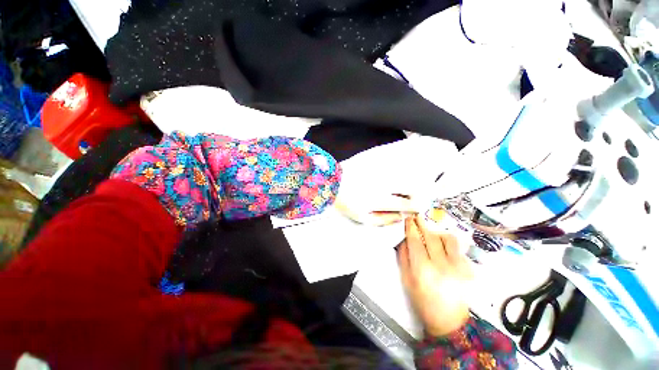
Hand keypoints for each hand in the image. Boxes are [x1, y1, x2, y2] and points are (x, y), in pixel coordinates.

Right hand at [398, 216, 472, 336]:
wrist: (449, 321)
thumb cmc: (422, 301)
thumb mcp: (407, 279)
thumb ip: (404, 256)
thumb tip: (404, 238)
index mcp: (423, 269)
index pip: (415, 240)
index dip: (411, 227)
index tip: (408, 218)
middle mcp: (442, 265)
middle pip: (431, 236)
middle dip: (422, 224)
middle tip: (417, 217)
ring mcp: (458, 267)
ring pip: (448, 238)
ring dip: (437, 232)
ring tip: (431, 234)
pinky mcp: (469, 269)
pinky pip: (458, 248)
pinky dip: (448, 243)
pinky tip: (443, 247)